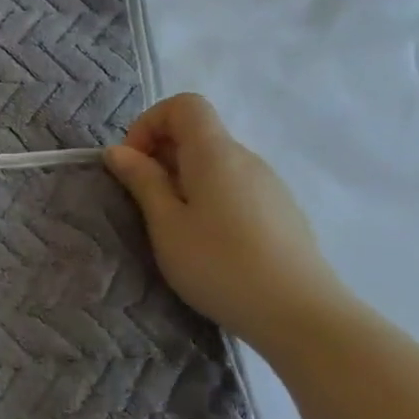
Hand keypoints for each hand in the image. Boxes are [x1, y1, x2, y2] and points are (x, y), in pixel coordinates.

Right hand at [103, 93, 354, 350]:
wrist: (299, 313)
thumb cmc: (219, 264)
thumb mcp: (166, 224)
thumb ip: (142, 181)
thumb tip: (119, 151)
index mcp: (215, 153)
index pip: (184, 105)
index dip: (149, 124)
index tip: (133, 164)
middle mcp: (246, 158)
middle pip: (198, 133)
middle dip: (161, 155)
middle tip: (143, 200)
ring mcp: (269, 184)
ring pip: (215, 162)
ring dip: (183, 179)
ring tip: (172, 226)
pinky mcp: (279, 211)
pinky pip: (234, 186)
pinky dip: (208, 196)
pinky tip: (207, 240)